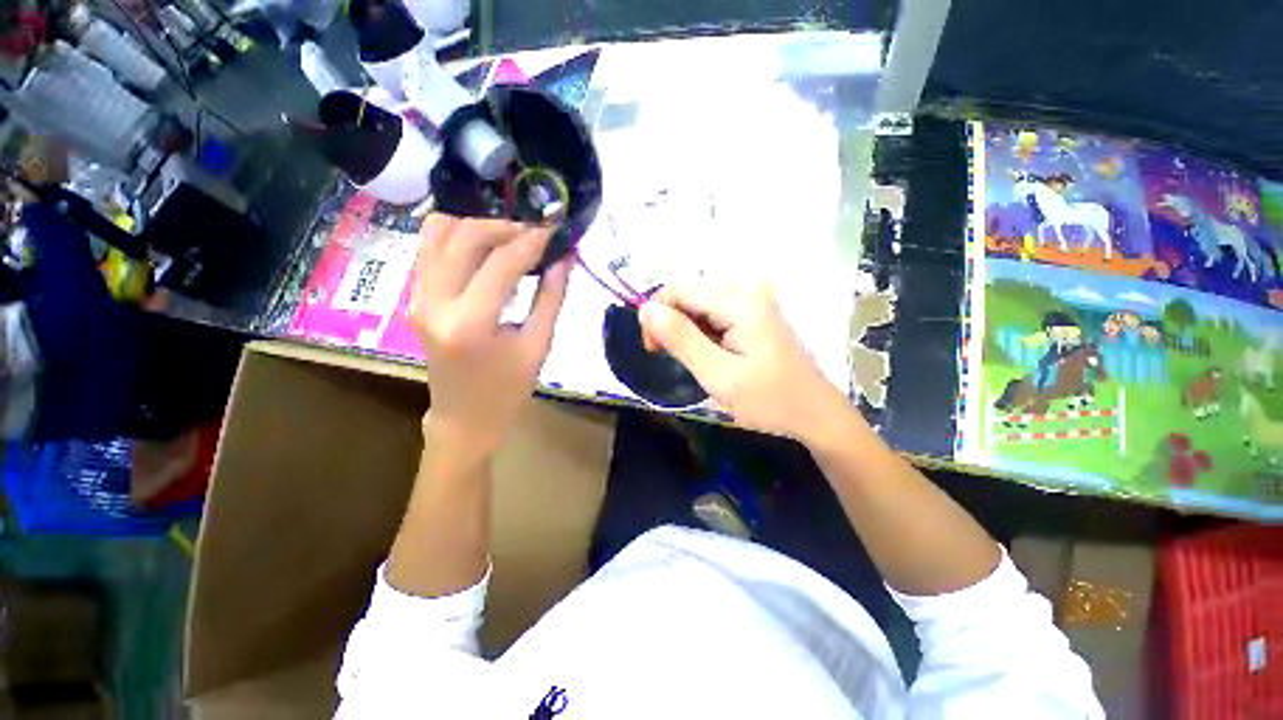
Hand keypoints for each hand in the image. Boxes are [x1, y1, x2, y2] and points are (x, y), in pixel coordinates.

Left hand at [410, 215, 571, 456]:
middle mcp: (435, 302)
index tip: (555, 230)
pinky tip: (486, 250)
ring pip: (439, 232)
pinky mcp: (415, 296)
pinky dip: (459, 237)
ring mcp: (418, 297)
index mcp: (470, 323)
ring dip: (479, 227)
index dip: (532, 241)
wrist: (464, 417)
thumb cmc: (508, 390)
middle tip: (536, 235)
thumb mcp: (538, 346)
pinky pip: (430, 248)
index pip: (502, 263)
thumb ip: (551, 298)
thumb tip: (565, 259)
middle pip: (465, 236)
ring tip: (510, 240)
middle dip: (506, 227)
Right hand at [638, 281, 849, 442]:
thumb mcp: (718, 374)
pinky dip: (703, 332)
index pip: (679, 289)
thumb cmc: (768, 400)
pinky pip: (716, 313)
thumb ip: (681, 339)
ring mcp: (754, 301)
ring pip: (701, 304)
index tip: (653, 348)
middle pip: (690, 293)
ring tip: (693, 361)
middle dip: (671, 322)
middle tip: (670, 358)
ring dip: (686, 329)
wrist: (815, 413)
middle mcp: (747, 291)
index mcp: (740, 302)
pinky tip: (709, 354)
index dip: (657, 314)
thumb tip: (646, 309)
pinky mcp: (756, 314)